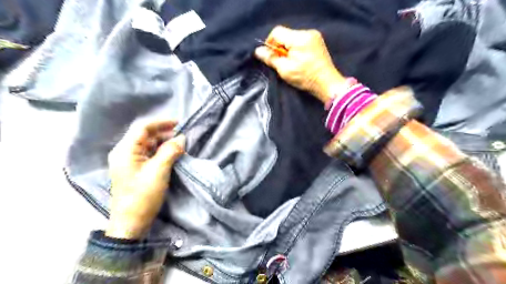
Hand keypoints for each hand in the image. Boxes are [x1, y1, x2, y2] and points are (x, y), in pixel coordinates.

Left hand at [105, 120, 184, 239]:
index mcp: (125, 150)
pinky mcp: (135, 170)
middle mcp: (124, 153)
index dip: (161, 123)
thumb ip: (170, 151)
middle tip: (182, 138)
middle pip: (145, 136)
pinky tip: (172, 156)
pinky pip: (149, 155)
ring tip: (180, 147)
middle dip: (164, 135)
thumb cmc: (143, 195)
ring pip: (148, 146)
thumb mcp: (159, 171)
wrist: (131, 223)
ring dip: (164, 144)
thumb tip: (182, 138)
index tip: (179, 124)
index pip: (143, 128)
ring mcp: (129, 162)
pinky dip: (161, 153)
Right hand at [256, 26, 346, 104]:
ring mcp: (314, 36)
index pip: (277, 32)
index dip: (270, 43)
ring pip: (292, 38)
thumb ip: (271, 58)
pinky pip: (300, 41)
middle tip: (281, 62)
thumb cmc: (305, 78)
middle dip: (279, 47)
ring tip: (290, 63)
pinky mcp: (317, 42)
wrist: (327, 84)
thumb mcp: (285, 70)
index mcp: (299, 38)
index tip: (270, 56)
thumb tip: (258, 51)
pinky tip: (298, 61)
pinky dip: (295, 49)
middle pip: (285, 34)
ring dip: (287, 49)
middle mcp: (308, 33)